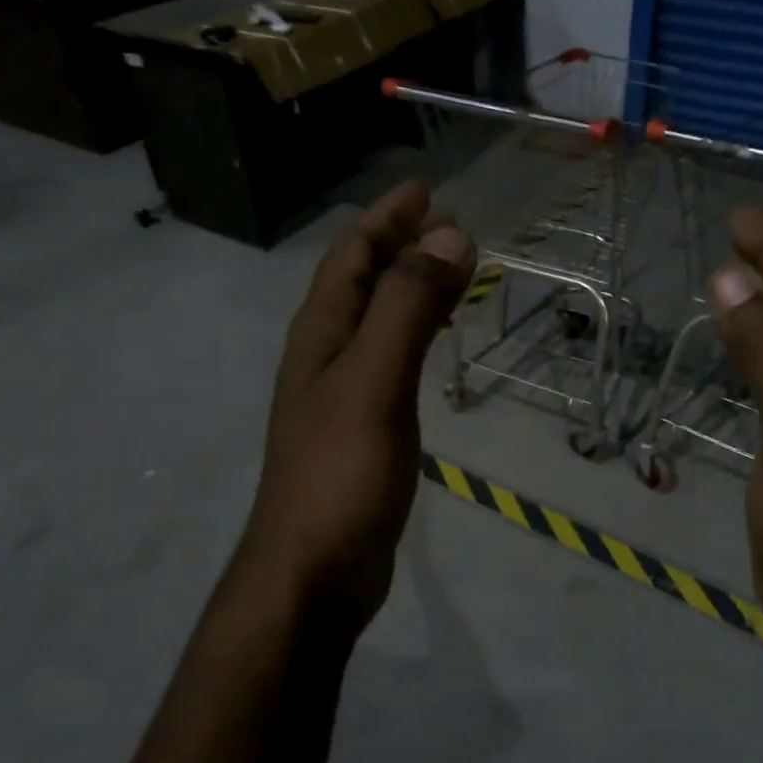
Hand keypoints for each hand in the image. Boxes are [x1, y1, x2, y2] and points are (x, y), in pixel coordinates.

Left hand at [243, 178, 475, 636]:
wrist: (313, 572)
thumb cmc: (340, 474)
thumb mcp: (373, 382)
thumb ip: (407, 308)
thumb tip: (449, 235)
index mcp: (320, 335)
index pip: (350, 257)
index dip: (385, 219)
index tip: (425, 190)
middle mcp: (325, 356)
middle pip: (361, 283)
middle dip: (398, 245)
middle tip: (446, 222)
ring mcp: (342, 395)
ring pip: (377, 321)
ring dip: (408, 287)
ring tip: (449, 270)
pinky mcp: (362, 429)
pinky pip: (390, 360)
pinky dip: (414, 334)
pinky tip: (431, 344)